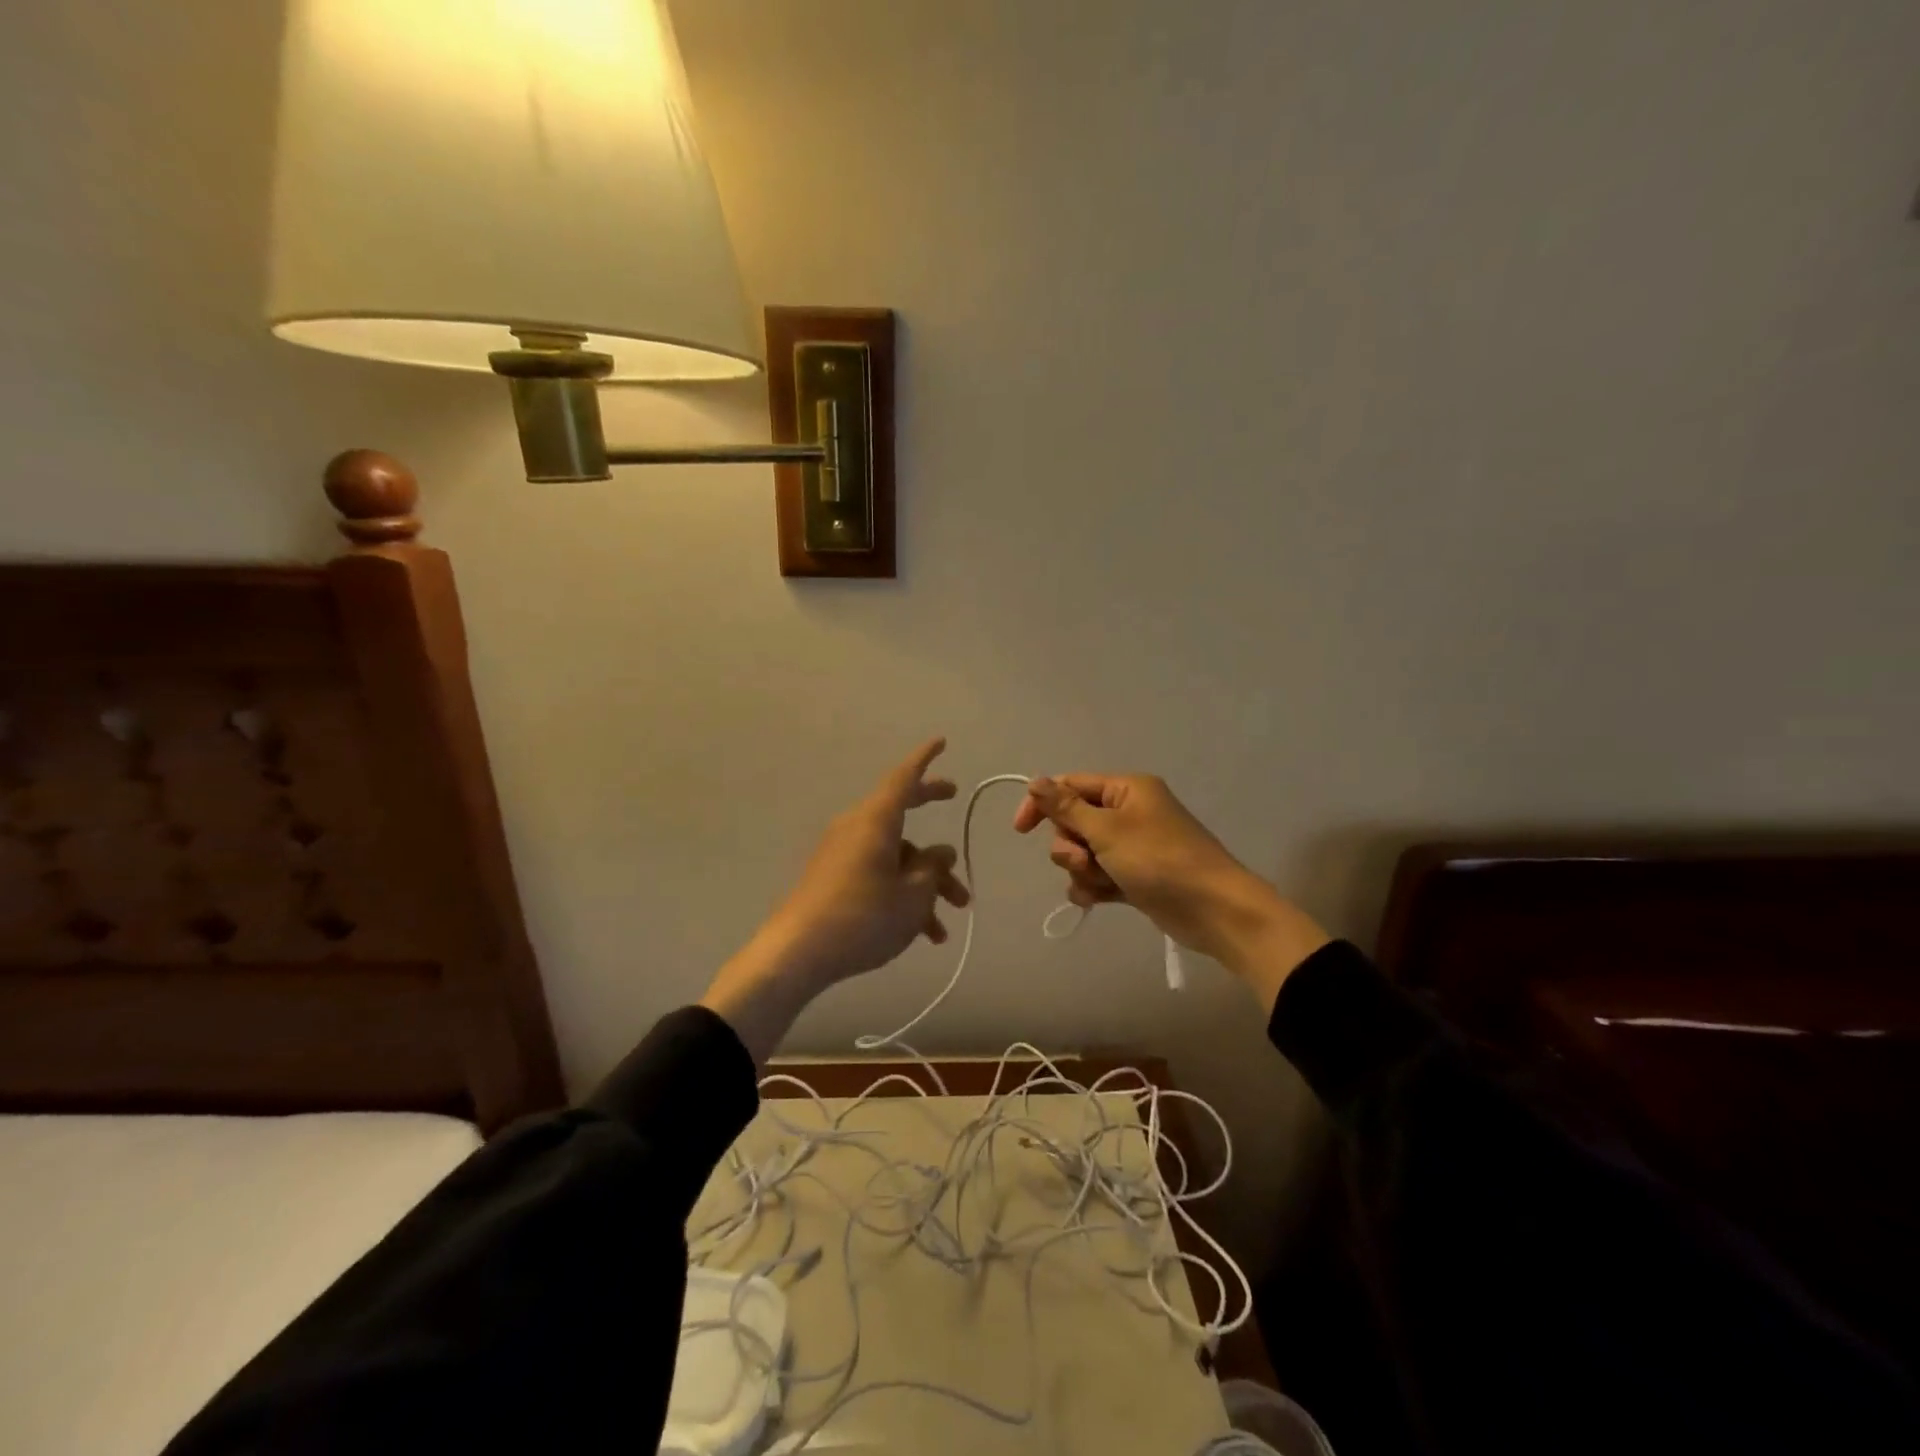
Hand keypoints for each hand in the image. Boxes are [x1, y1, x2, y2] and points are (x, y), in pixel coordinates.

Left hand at [702, 739, 969, 1060]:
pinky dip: (902, 895)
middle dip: (930, 808)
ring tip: (950, 919)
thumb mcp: (914, 895)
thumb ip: (933, 870)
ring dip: (926, 883)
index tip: (941, 742)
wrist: (797, 953)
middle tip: (954, 798)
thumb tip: (941, 853)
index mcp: (876, 821)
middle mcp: (857, 828)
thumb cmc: (864, 917)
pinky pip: (877, 875)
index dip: (924, 759)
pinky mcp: (834, 879)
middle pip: (900, 812)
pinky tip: (925, 934)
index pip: (903, 778)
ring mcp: (842, 854)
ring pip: (895, 856)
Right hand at [1014, 773, 1328, 1006]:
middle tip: (1086, 860)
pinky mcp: (1134, 876)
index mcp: (1126, 790)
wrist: (1213, 910)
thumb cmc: (1159, 860)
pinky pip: (1098, 874)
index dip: (1042, 805)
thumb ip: (1067, 807)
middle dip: (1070, 846)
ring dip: (1082, 869)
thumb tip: (1035, 780)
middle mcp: (1128, 812)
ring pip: (1083, 852)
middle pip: (1074, 822)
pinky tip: (1098, 900)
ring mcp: (1132, 846)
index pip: (1070, 785)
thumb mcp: (1107, 830)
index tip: (1020, 830)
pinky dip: (1094, 886)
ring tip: (1102, 883)